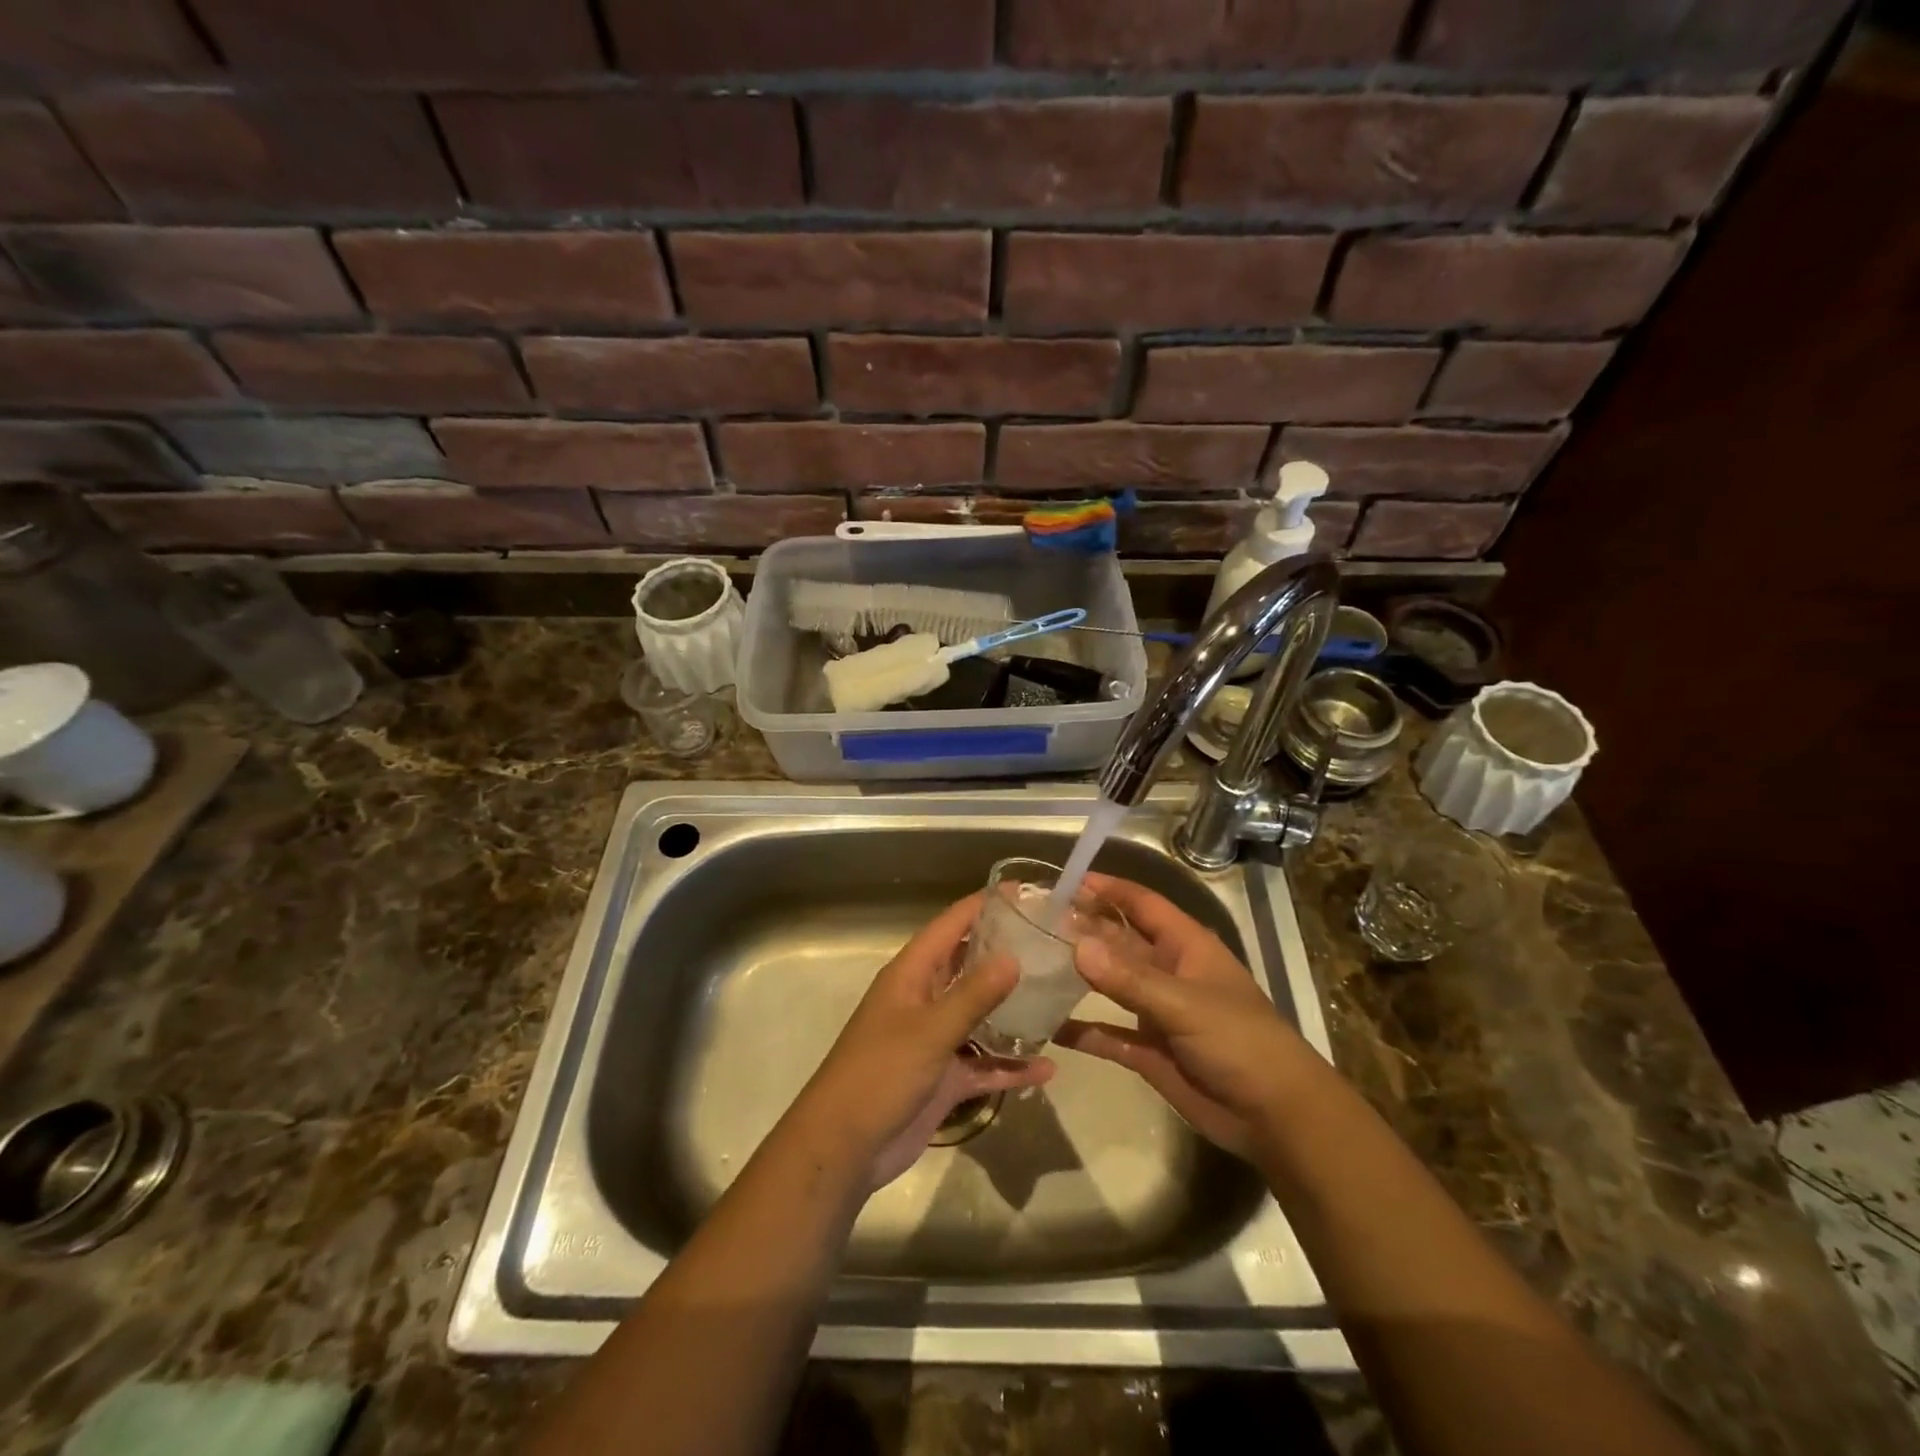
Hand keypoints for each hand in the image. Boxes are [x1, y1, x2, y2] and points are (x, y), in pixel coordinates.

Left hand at [791, 893, 1054, 1191]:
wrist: (844, 1148)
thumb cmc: (880, 1074)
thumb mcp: (929, 1031)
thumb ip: (973, 995)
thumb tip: (1013, 956)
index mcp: (912, 975)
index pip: (950, 926)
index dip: (982, 906)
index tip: (1023, 892)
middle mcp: (924, 999)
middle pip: (968, 966)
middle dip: (1004, 953)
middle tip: (1051, 943)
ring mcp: (935, 1040)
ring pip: (980, 1016)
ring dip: (1013, 1011)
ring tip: (1057, 998)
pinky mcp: (944, 1078)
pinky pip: (983, 1064)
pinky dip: (1010, 1065)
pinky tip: (1046, 1068)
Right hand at [1055, 873, 1316, 1161]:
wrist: (1275, 1117)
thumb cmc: (1240, 1042)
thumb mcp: (1185, 1004)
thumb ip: (1130, 978)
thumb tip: (1077, 946)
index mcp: (1186, 946)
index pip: (1142, 904)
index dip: (1108, 889)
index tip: (1065, 882)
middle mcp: (1168, 971)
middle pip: (1119, 940)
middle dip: (1084, 929)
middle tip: (1035, 923)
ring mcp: (1157, 1012)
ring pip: (1110, 984)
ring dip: (1078, 975)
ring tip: (1033, 964)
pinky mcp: (1149, 1051)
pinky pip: (1108, 1034)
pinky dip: (1082, 1030)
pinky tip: (1048, 1026)